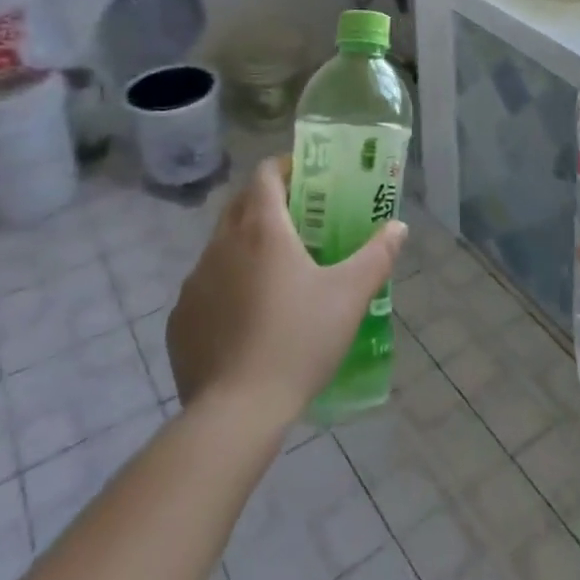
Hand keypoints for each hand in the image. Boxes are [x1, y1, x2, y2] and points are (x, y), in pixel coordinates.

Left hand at [166, 158, 405, 427]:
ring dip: (246, 245)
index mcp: (262, 229)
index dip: (285, 167)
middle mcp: (221, 244)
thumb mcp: (350, 296)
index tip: (308, 178)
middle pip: (241, 204)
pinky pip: (206, 286)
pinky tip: (247, 317)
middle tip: (300, 220)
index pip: (265, 174)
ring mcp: (195, 281)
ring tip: (276, 273)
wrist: (236, 412)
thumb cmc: (298, 340)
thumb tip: (399, 227)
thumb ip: (377, 255)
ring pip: (221, 245)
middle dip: (268, 202)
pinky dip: (226, 285)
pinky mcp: (180, 318)